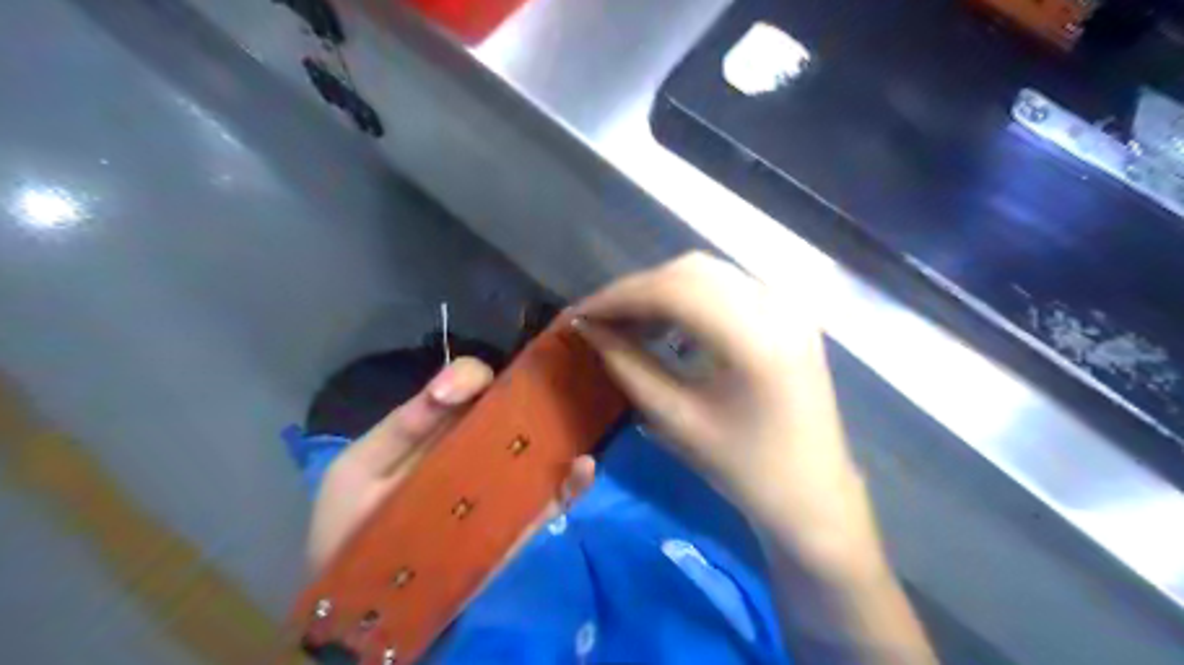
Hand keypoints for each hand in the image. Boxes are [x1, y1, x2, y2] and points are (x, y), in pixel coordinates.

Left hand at [308, 358, 596, 571]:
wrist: (363, 600)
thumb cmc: (352, 523)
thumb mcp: (363, 467)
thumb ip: (403, 426)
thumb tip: (449, 386)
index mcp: (439, 427)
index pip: (469, 387)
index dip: (476, 378)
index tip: (478, 386)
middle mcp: (476, 449)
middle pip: (512, 413)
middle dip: (535, 399)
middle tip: (553, 393)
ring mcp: (498, 486)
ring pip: (539, 452)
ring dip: (563, 438)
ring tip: (577, 430)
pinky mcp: (513, 524)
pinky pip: (548, 500)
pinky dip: (570, 486)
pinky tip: (583, 471)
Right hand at [573, 253, 877, 563]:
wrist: (813, 495)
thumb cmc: (744, 469)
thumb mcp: (676, 420)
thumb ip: (628, 367)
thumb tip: (588, 331)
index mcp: (755, 340)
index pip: (674, 290)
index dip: (619, 297)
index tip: (580, 314)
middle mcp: (778, 307)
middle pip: (691, 272)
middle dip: (637, 291)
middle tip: (601, 321)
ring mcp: (788, 307)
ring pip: (708, 275)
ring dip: (661, 291)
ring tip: (629, 325)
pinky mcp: (788, 315)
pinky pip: (728, 289)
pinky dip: (689, 298)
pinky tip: (669, 327)